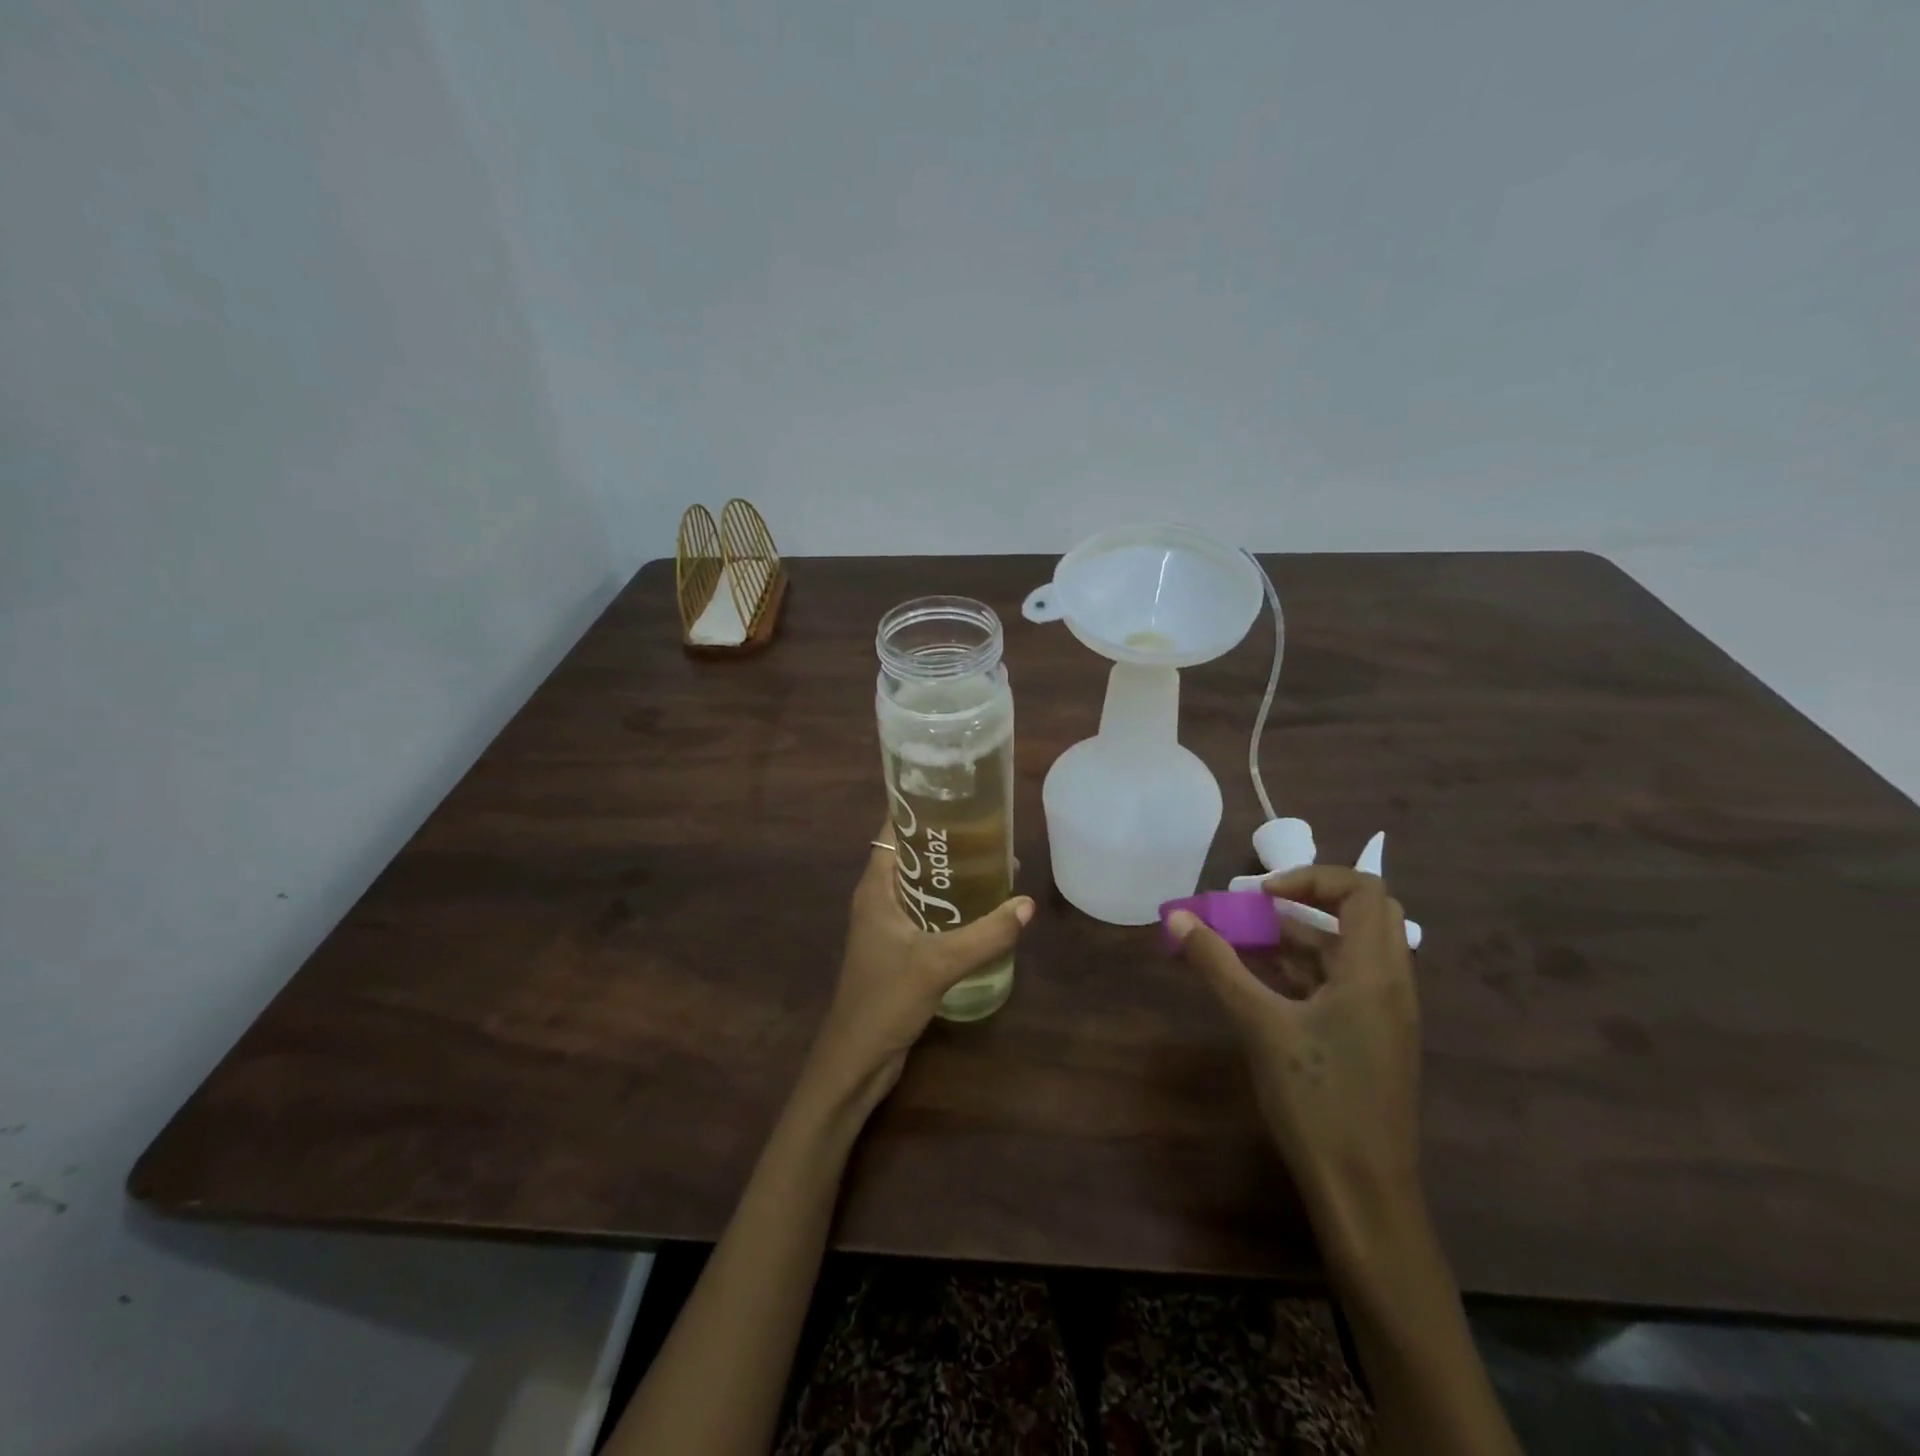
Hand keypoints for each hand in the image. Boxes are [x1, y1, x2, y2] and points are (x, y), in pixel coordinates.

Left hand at [802, 824, 1033, 1115]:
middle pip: (914, 856)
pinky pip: (929, 914)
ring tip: (997, 864)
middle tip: (992, 830)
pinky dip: (953, 906)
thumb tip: (1026, 904)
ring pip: (924, 886)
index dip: (920, 809)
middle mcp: (880, 898)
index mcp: (876, 887)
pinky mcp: (900, 950)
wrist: (856, 1059)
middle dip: (948, 842)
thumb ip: (984, 934)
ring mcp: (889, 925)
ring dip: (953, 876)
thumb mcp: (938, 963)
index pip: (893, 830)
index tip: (956, 795)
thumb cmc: (885, 1000)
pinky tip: (984, 910)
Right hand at [1168, 866, 1421, 1237]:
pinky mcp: (1371, 1037)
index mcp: (1375, 972)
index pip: (1362, 890)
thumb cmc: (1317, 1101)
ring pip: (1346, 950)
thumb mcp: (1260, 1025)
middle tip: (1257, 909)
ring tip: (1239, 942)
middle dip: (1305, 902)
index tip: (1260, 896)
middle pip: (1360, 913)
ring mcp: (1383, 1013)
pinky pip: (1339, 982)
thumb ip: (1219, 965)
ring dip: (1296, 938)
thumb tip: (1178, 917)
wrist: (1364, 1193)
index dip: (1311, 878)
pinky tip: (1256, 981)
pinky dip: (1301, 970)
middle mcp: (1389, 984)